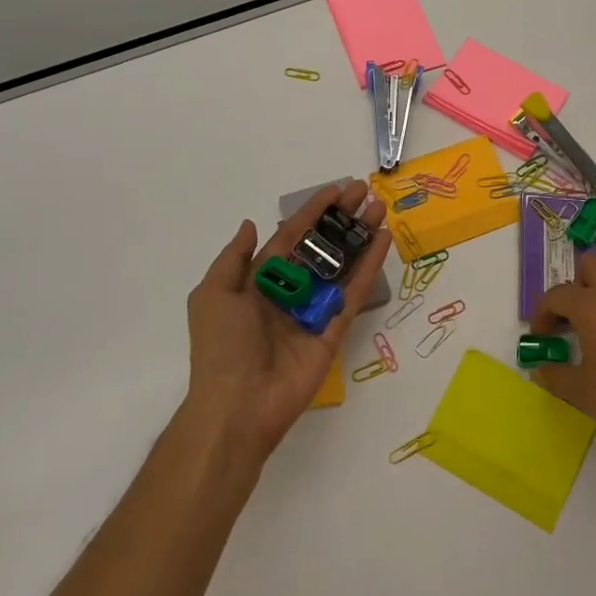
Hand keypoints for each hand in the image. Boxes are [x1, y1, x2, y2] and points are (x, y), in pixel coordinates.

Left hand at [184, 181, 390, 464]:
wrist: (238, 405)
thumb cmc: (222, 346)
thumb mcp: (212, 294)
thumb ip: (234, 258)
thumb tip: (250, 224)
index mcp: (260, 280)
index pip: (291, 236)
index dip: (312, 212)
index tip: (336, 189)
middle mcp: (291, 290)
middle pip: (321, 246)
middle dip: (341, 218)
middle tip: (364, 192)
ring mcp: (315, 309)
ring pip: (342, 264)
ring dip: (360, 236)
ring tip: (379, 208)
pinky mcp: (335, 328)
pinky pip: (354, 292)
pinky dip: (369, 266)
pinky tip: (383, 240)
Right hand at [531, 252, 595, 480]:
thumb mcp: (578, 390)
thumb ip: (553, 374)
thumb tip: (541, 369)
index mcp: (591, 304)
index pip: (557, 294)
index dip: (542, 313)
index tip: (540, 337)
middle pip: (590, 266)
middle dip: (575, 286)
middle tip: (569, 319)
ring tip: (594, 333)